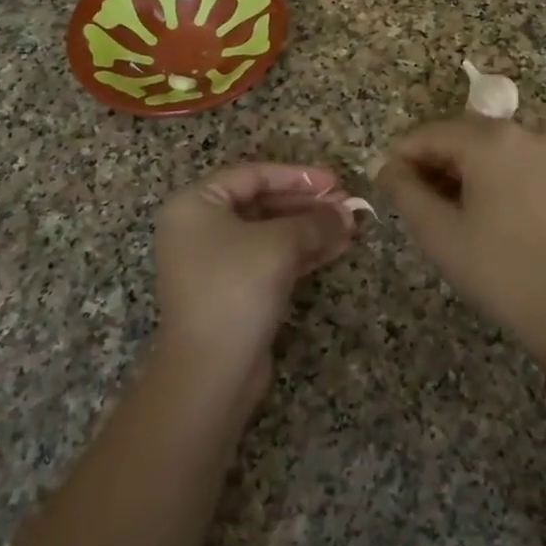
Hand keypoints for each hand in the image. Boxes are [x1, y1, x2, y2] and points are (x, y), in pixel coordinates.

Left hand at [152, 164, 356, 402]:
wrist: (210, 370)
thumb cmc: (237, 288)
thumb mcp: (280, 244)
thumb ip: (315, 222)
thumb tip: (347, 213)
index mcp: (196, 205)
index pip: (253, 175)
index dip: (297, 176)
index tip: (335, 181)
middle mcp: (199, 228)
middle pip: (262, 203)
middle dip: (307, 204)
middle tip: (346, 205)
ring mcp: (215, 261)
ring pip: (269, 233)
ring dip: (310, 229)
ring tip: (349, 227)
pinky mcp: (232, 290)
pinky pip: (269, 259)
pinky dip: (301, 252)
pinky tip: (336, 248)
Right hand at [376, 117, 545, 363]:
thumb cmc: (497, 268)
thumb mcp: (438, 231)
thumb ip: (404, 191)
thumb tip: (384, 167)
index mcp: (488, 141)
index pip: (429, 134)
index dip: (401, 157)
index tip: (385, 185)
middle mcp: (521, 132)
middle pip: (460, 135)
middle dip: (432, 161)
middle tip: (413, 200)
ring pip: (488, 147)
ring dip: (461, 168)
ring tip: (445, 208)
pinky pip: (514, 160)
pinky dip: (490, 174)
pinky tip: (481, 208)